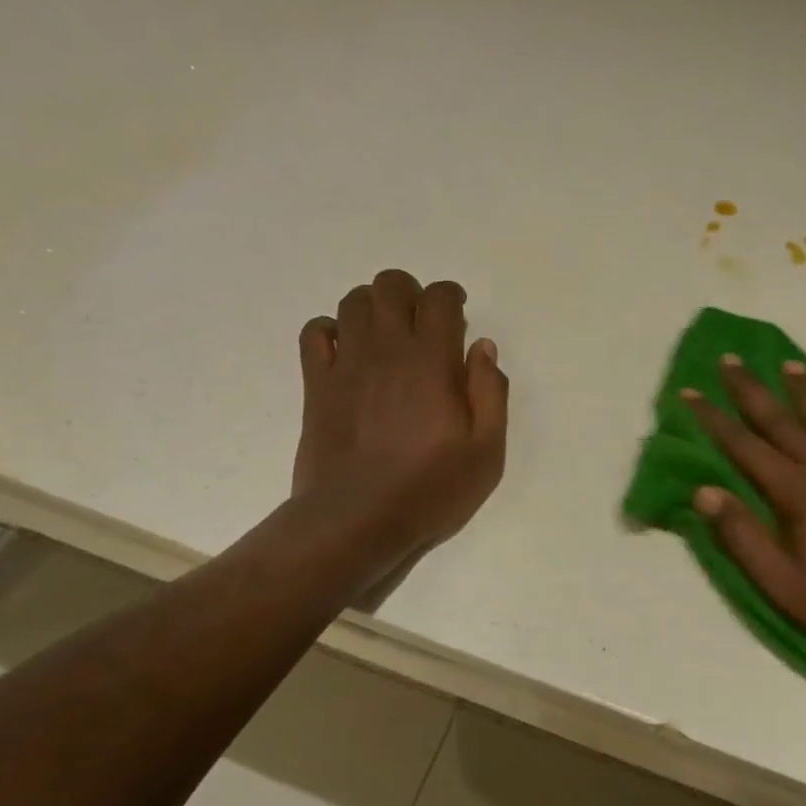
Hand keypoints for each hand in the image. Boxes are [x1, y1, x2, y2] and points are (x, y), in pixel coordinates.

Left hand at [289, 269, 508, 578]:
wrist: (357, 520)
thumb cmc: (430, 489)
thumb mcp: (486, 452)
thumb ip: (490, 393)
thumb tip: (483, 348)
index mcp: (432, 361)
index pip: (438, 299)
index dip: (450, 296)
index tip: (457, 313)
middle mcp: (387, 350)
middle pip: (390, 286)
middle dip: (410, 292)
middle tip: (422, 322)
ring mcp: (346, 364)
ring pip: (353, 302)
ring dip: (374, 306)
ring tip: (387, 334)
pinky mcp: (316, 384)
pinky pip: (315, 332)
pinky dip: (332, 329)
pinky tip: (347, 352)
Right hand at [685, 356, 805, 682]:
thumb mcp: (787, 586)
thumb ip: (744, 538)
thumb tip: (703, 492)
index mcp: (798, 493)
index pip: (745, 446)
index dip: (714, 419)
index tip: (690, 392)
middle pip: (781, 420)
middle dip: (751, 389)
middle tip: (729, 358)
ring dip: (802, 390)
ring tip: (787, 364)